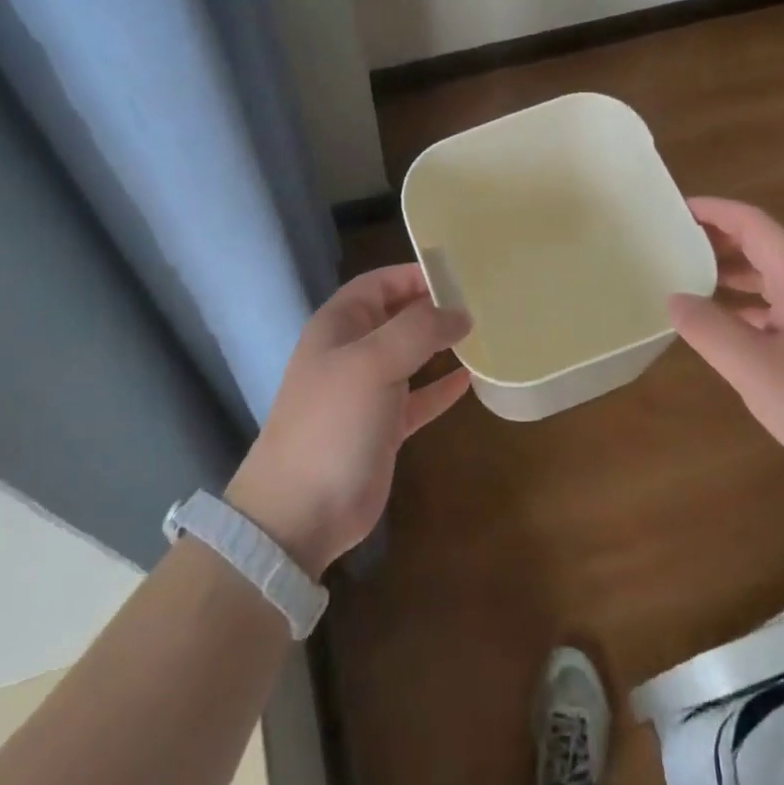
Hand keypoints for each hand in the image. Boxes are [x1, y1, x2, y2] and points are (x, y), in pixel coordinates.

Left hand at [227, 264, 469, 575]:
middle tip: (481, 301)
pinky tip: (472, 380)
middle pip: (397, 316)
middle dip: (433, 307)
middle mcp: (352, 352)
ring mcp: (367, 391)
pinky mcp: (383, 427)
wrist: (300, 512)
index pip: (379, 283)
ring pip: (410, 355)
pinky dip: (441, 388)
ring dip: (440, 345)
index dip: (414, 274)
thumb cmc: (332, 422)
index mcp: (339, 325)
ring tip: (483, 333)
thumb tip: (460, 313)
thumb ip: (418, 330)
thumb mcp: (372, 363)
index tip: (458, 272)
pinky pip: (418, 397)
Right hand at [668, 197, 783, 488]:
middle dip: (716, 238)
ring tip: (685, 278)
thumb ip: (709, 329)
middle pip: (760, 246)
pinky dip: (741, 305)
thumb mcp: (755, 367)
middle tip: (671, 242)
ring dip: (727, 272)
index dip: (715, 210)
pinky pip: (772, 308)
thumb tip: (674, 298)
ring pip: (766, 278)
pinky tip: (720, 326)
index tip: (677, 209)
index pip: (754, 224)